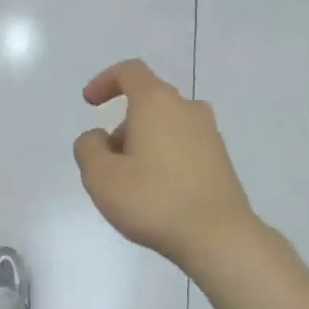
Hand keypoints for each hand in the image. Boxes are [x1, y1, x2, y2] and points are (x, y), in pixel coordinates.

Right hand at [74, 59, 259, 269]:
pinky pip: (183, 146)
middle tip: (106, 163)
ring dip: (143, 144)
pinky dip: (163, 158)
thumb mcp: (101, 177)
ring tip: (130, 184)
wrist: (217, 235)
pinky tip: (157, 193)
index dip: (105, 81)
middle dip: (122, 126)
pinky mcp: (220, 159)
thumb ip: (88, 148)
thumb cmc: (153, 200)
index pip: (130, 72)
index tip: (90, 103)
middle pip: (148, 103)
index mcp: (157, 103)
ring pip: (166, 126)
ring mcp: (209, 134)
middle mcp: (187, 109)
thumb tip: (98, 137)